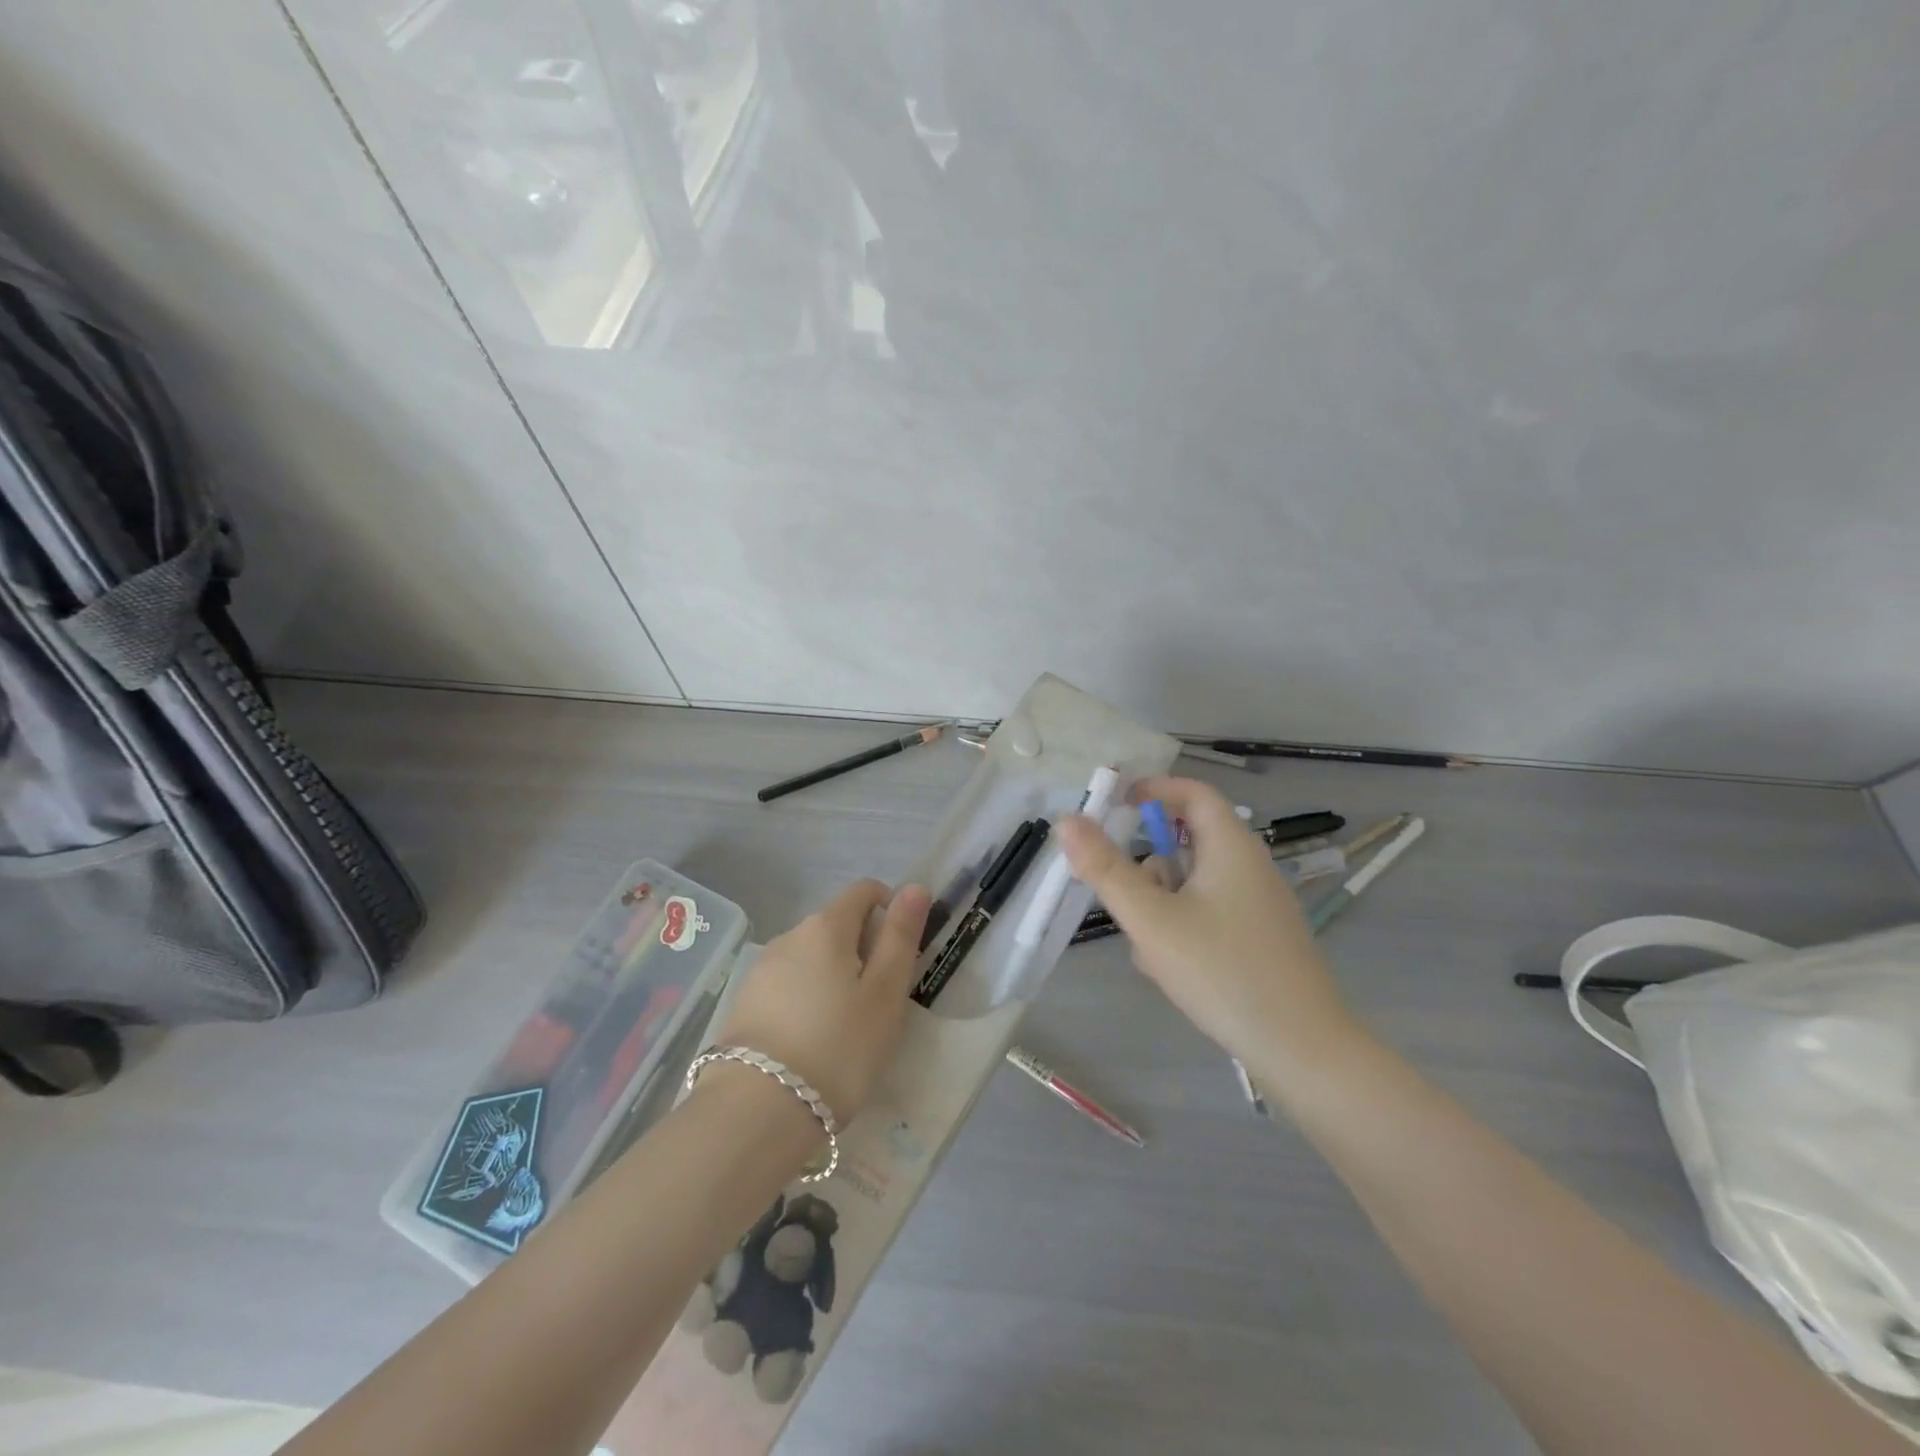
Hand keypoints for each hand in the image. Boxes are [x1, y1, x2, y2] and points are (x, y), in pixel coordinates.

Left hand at [714, 879, 930, 1123]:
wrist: (757, 1110)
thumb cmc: (838, 1047)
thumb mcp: (885, 994)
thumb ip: (900, 936)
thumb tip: (914, 887)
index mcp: (827, 926)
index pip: (864, 891)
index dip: (889, 908)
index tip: (901, 952)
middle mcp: (790, 936)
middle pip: (837, 924)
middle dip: (863, 949)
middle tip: (880, 1001)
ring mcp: (762, 969)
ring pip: (811, 957)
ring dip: (834, 975)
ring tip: (846, 1028)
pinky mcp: (744, 1002)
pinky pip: (788, 985)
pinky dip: (808, 998)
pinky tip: (812, 1041)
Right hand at [1057, 777, 1361, 1080]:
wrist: (1302, 1051)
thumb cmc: (1222, 972)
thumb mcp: (1152, 919)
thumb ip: (1106, 869)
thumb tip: (1068, 820)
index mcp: (1231, 847)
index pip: (1193, 793)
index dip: (1154, 789)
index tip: (1115, 804)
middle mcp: (1250, 867)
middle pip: (1187, 842)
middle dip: (1148, 867)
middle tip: (1122, 896)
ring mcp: (1259, 906)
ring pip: (1193, 885)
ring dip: (1161, 905)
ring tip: (1150, 951)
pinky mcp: (1261, 939)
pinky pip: (1208, 915)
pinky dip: (1182, 929)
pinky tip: (1174, 971)